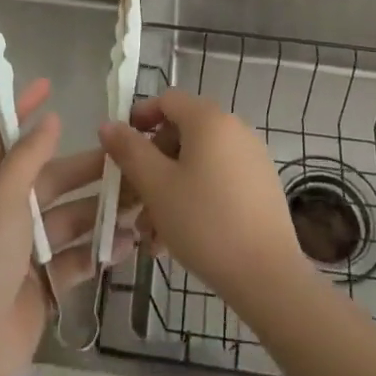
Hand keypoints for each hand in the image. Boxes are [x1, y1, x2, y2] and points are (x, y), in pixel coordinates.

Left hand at [0, 78, 137, 375]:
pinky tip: (128, 242)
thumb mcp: (3, 193)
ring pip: (69, 217)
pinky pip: (76, 256)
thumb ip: (28, 154)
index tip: (51, 86)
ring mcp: (24, 249)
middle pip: (51, 177)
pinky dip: (99, 249)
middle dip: (87, 169)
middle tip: (129, 159)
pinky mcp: (42, 282)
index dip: (24, 109)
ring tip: (140, 201)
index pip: (5, 134)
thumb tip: (49, 119)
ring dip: (101, 210)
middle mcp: (5, 209)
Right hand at [100, 87, 306, 309]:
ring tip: (152, 233)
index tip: (120, 149)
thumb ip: (129, 151)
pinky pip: (218, 179)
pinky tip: (180, 237)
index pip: (167, 100)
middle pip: (182, 133)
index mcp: (209, 119)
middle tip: (134, 202)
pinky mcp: (261, 185)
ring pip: (198, 162)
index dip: (139, 118)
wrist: (268, 275)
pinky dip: (195, 197)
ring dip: (170, 188)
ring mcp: (251, 156)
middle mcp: (234, 128)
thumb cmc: (205, 222)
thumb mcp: (157, 186)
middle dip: (153, 165)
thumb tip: (108, 124)